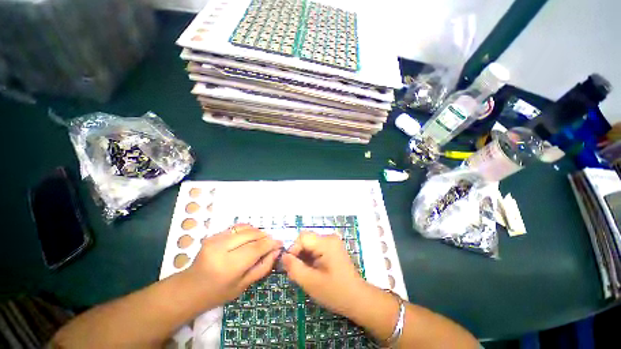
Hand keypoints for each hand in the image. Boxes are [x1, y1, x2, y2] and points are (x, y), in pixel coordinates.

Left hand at [187, 224, 281, 305]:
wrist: (189, 288)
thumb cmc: (218, 293)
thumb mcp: (244, 285)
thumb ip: (263, 267)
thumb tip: (276, 251)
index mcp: (229, 266)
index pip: (256, 248)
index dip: (271, 243)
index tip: (280, 243)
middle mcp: (221, 248)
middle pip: (252, 234)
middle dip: (265, 237)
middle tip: (271, 243)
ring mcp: (215, 239)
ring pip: (245, 228)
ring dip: (257, 232)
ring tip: (261, 241)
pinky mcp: (213, 235)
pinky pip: (237, 227)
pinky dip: (247, 230)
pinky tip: (249, 238)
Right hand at [281, 231, 367, 317]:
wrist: (358, 299)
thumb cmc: (335, 292)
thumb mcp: (311, 283)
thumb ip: (295, 268)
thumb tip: (283, 256)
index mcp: (326, 243)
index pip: (302, 237)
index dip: (293, 249)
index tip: (291, 266)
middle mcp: (329, 238)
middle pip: (306, 240)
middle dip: (298, 254)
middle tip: (296, 273)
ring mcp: (332, 242)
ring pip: (310, 244)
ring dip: (303, 257)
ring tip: (304, 274)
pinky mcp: (332, 248)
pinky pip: (316, 248)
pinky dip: (310, 258)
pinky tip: (311, 271)